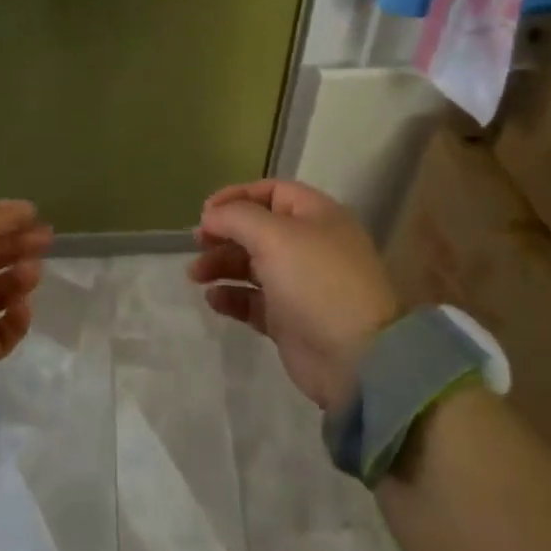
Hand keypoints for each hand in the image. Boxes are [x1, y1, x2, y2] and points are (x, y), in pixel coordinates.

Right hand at [188, 180, 400, 411]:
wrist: (355, 358)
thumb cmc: (316, 281)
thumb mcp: (274, 236)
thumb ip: (236, 217)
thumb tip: (210, 216)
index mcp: (316, 216)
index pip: (271, 191)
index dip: (236, 196)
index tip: (205, 212)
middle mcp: (309, 245)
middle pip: (257, 229)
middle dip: (224, 233)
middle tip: (196, 244)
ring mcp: (299, 284)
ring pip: (251, 265)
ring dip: (221, 264)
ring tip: (196, 275)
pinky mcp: (289, 319)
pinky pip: (253, 300)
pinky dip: (232, 296)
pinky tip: (214, 299)